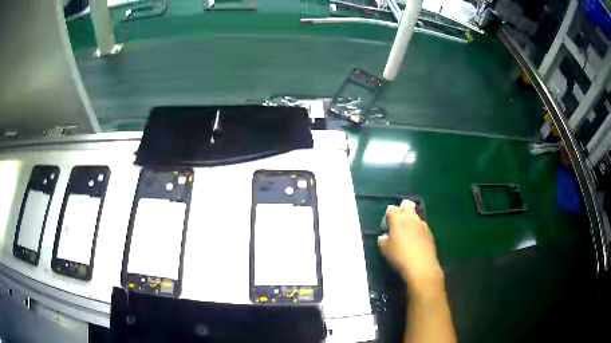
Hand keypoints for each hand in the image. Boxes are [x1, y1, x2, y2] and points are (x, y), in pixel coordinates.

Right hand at [378, 206, 443, 294]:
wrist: (421, 266)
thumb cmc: (400, 256)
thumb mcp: (384, 249)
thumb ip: (383, 240)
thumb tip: (385, 237)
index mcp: (398, 219)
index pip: (391, 209)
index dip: (388, 216)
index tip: (386, 225)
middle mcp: (411, 218)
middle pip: (406, 207)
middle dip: (402, 211)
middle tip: (397, 224)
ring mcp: (422, 225)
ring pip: (415, 217)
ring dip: (410, 221)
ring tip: (407, 234)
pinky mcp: (430, 233)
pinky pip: (421, 227)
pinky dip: (417, 230)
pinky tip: (415, 242)